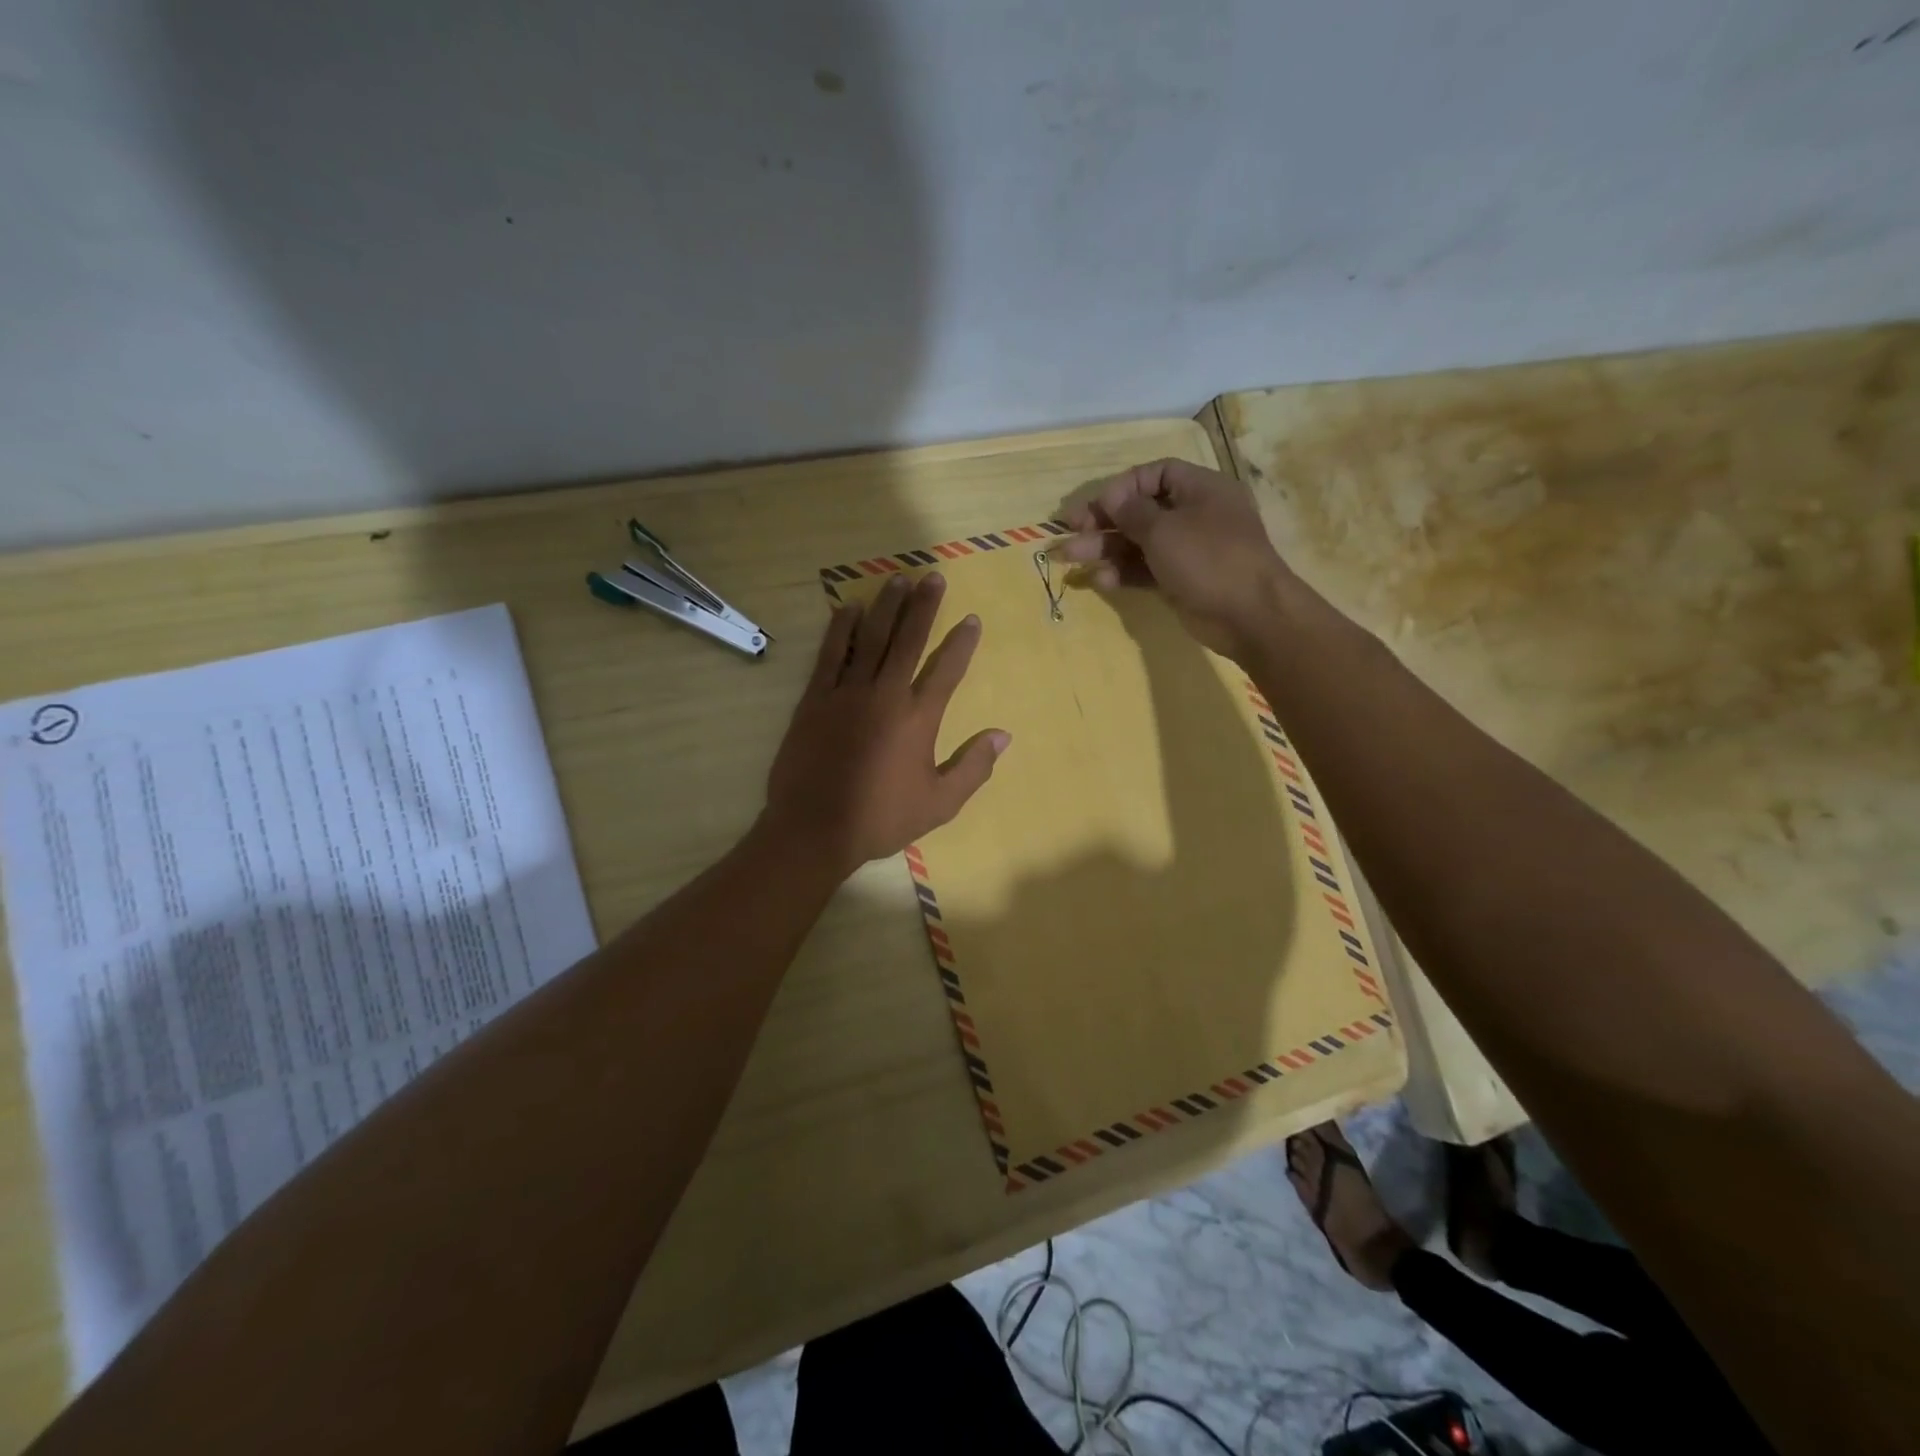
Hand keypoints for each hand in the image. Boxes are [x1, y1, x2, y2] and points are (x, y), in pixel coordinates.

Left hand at [764, 572, 1009, 875]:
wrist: (814, 829)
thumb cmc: (881, 818)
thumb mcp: (940, 803)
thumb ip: (973, 767)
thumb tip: (1003, 735)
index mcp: (918, 718)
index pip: (947, 669)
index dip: (962, 642)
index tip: (972, 618)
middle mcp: (885, 694)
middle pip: (909, 640)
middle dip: (923, 607)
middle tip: (932, 577)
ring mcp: (846, 692)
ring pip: (871, 638)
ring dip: (886, 607)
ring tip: (897, 580)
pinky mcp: (814, 699)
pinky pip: (830, 654)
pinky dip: (841, 629)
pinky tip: (848, 608)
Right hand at [1055, 458, 1292, 658]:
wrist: (1249, 615)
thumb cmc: (1209, 559)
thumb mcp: (1165, 530)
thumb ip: (1132, 512)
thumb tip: (1110, 496)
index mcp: (1200, 489)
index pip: (1156, 474)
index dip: (1123, 487)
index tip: (1098, 505)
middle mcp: (1194, 515)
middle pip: (1141, 511)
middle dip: (1103, 521)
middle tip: (1070, 531)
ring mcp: (1188, 551)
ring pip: (1139, 543)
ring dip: (1104, 549)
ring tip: (1069, 558)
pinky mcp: (1181, 581)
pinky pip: (1146, 570)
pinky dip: (1123, 573)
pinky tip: (1099, 581)